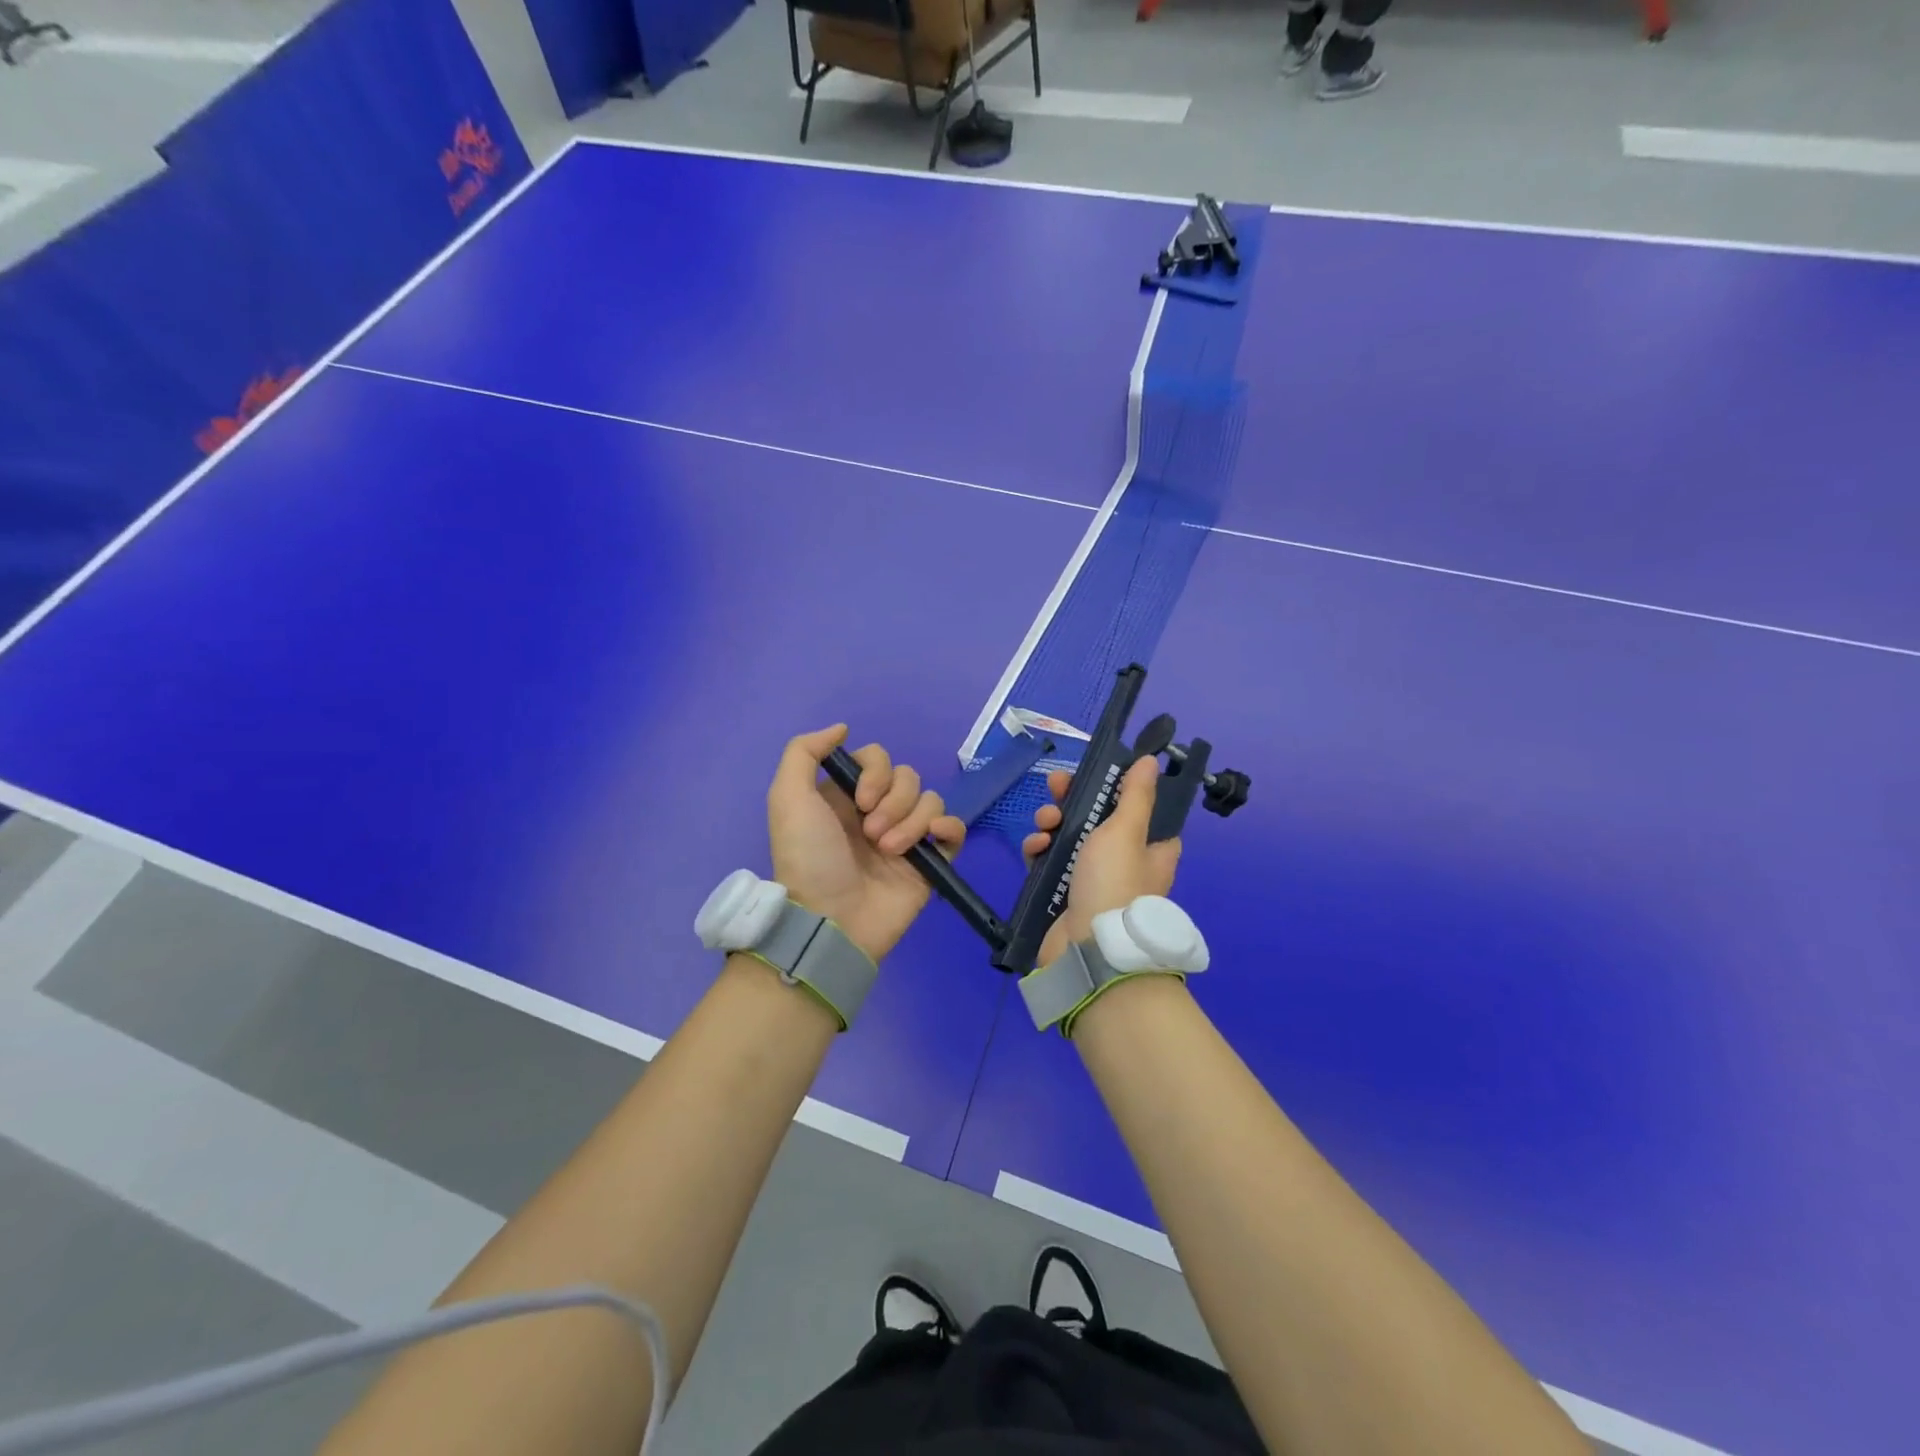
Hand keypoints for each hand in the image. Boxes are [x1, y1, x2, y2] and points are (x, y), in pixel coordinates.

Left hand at [766, 725, 963, 962]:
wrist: (831, 921)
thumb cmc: (808, 858)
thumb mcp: (787, 799)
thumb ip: (804, 752)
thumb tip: (842, 728)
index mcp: (846, 795)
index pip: (878, 758)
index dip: (875, 772)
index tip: (860, 799)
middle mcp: (877, 812)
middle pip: (907, 777)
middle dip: (894, 801)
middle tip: (872, 834)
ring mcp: (905, 837)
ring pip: (930, 800)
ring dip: (912, 821)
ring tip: (889, 851)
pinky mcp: (929, 862)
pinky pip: (953, 829)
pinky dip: (947, 828)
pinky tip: (931, 841)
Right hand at [1024, 755, 1180, 967]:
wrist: (1089, 949)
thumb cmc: (1114, 883)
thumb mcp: (1127, 830)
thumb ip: (1135, 795)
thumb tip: (1150, 761)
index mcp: (1151, 848)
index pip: (1141, 809)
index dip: (1119, 788)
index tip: (1099, 772)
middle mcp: (1125, 862)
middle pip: (1098, 818)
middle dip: (1074, 799)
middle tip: (1056, 785)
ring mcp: (1093, 879)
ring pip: (1069, 837)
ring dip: (1053, 823)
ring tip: (1044, 823)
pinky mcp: (1064, 894)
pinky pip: (1049, 862)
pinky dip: (1040, 851)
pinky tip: (1033, 848)